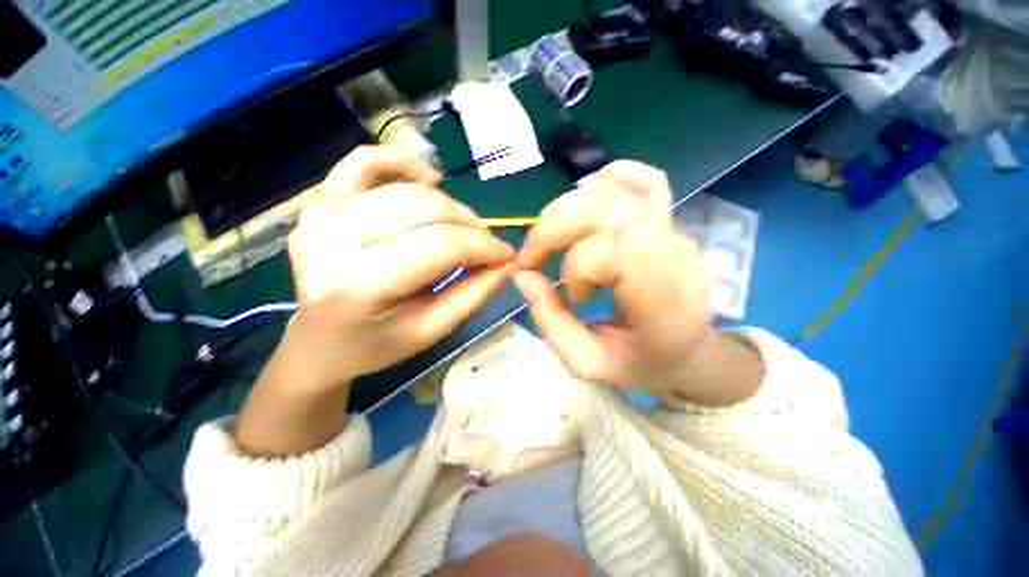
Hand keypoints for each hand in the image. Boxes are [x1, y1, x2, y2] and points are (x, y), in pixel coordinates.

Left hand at [285, 145, 515, 390]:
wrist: (320, 342)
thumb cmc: (377, 344)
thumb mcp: (432, 330)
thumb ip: (474, 293)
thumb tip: (505, 261)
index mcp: (358, 286)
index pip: (440, 245)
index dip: (483, 245)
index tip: (505, 255)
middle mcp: (331, 240)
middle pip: (424, 209)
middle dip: (469, 224)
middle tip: (485, 245)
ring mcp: (320, 214)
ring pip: (406, 190)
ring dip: (448, 205)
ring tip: (462, 227)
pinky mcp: (320, 201)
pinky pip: (364, 161)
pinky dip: (403, 163)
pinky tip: (429, 181)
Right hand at [514, 161, 761, 404]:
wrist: (689, 351)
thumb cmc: (642, 363)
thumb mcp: (588, 362)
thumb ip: (551, 322)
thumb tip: (522, 276)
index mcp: (665, 299)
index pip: (616, 252)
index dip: (577, 266)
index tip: (567, 295)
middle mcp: (674, 254)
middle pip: (606, 210)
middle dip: (553, 228)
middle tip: (532, 257)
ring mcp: (675, 229)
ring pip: (614, 190)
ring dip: (566, 208)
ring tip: (551, 236)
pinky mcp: (669, 218)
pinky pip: (644, 179)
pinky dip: (607, 177)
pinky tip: (584, 198)